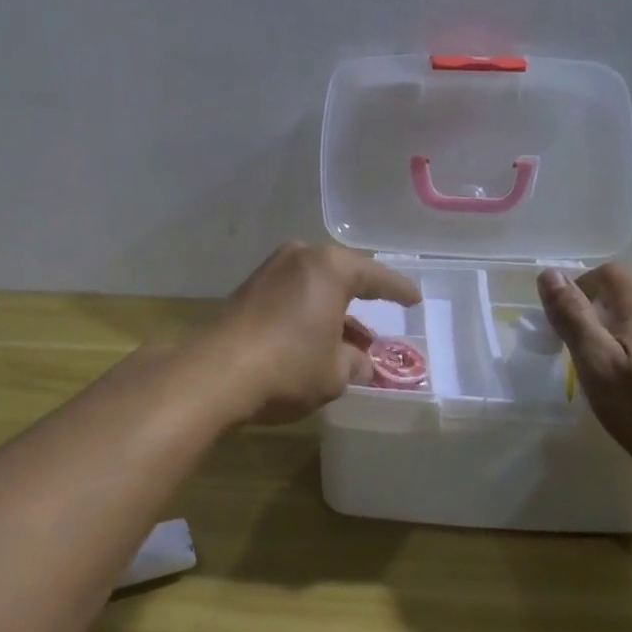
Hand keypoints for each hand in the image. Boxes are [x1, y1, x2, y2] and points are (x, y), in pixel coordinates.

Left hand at [210, 242, 421, 424]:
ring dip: (333, 309)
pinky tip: (316, 337)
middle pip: (342, 274)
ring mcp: (270, 270)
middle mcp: (300, 257)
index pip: (375, 276)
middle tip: (382, 313)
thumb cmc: (289, 366)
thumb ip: (355, 362)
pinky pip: (292, 294)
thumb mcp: (335, 372)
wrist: (216, 373)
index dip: (398, 290)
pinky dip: (309, 311)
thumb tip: (360, 362)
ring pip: (314, 285)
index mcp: (330, 267)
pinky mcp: (248, 289)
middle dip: (362, 298)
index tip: (414, 299)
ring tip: (351, 339)